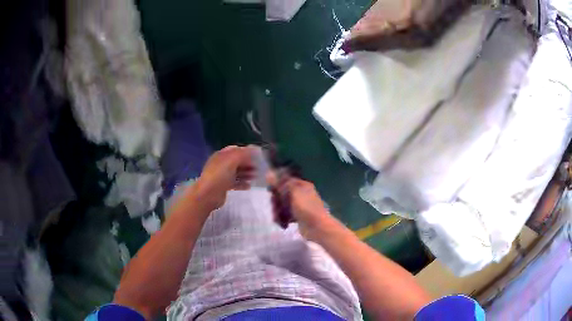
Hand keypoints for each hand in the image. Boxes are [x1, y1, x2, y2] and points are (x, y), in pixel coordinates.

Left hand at [193, 146, 255, 209]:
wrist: (208, 195)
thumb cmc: (219, 175)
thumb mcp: (232, 160)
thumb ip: (244, 153)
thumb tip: (255, 148)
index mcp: (221, 155)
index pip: (235, 150)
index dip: (246, 152)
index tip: (257, 156)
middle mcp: (221, 164)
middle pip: (237, 161)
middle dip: (248, 163)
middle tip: (259, 168)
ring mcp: (222, 176)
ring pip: (237, 172)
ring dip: (246, 173)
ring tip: (255, 177)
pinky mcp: (224, 186)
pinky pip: (235, 183)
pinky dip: (242, 183)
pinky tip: (249, 186)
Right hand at [268, 174, 331, 239]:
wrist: (318, 227)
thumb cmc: (306, 208)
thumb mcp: (293, 193)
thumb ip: (281, 184)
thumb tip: (269, 173)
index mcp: (302, 185)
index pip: (285, 181)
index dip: (277, 186)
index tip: (270, 191)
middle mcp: (301, 193)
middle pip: (282, 194)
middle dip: (277, 202)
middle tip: (275, 208)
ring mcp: (299, 205)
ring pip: (283, 205)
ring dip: (278, 212)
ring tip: (278, 219)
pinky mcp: (298, 216)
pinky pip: (286, 215)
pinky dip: (283, 219)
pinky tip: (283, 224)